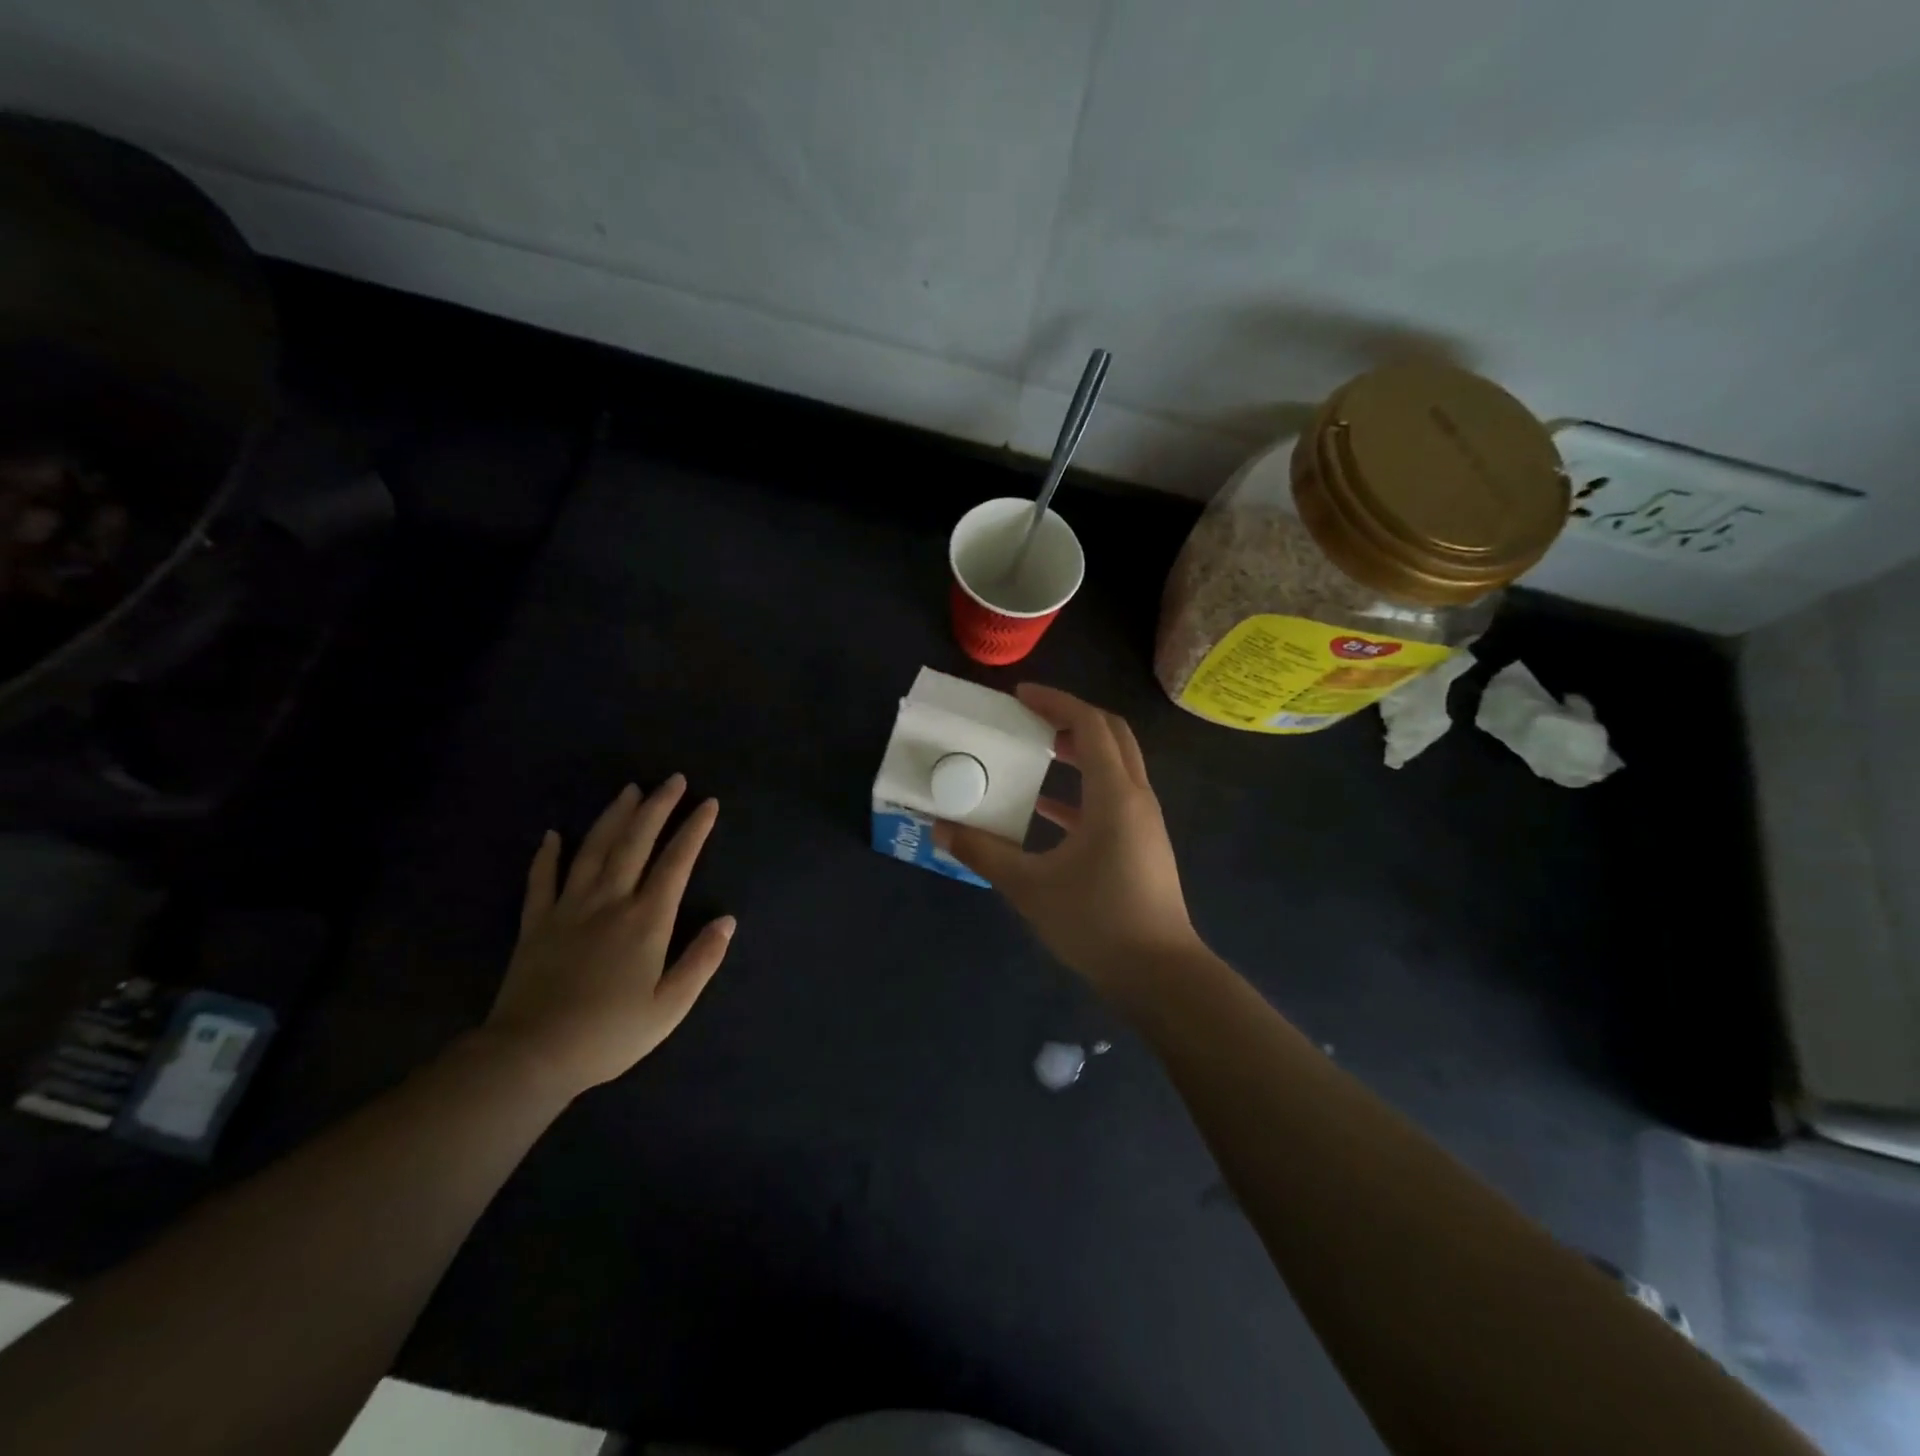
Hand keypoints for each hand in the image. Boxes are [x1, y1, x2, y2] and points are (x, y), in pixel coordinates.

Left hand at [483, 776, 734, 1098]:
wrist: (531, 1056)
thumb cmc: (609, 1034)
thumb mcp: (669, 1008)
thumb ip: (701, 961)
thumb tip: (727, 921)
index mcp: (646, 921)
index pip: (676, 862)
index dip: (694, 830)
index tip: (708, 803)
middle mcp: (610, 902)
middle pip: (635, 842)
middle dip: (657, 807)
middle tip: (673, 779)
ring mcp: (568, 909)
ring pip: (593, 850)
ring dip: (613, 816)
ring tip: (629, 790)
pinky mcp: (535, 924)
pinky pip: (541, 880)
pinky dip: (546, 855)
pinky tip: (552, 835)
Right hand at [936, 684, 1200, 986]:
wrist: (1160, 975)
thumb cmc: (1097, 923)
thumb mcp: (1030, 887)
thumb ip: (984, 853)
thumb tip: (942, 828)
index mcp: (1114, 795)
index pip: (1089, 725)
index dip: (1055, 703)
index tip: (1020, 696)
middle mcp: (1135, 797)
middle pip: (1111, 735)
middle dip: (1071, 718)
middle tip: (1030, 718)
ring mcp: (1143, 822)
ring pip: (1115, 766)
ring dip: (1078, 751)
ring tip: (1036, 752)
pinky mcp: (1141, 844)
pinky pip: (1112, 798)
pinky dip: (1081, 790)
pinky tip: (1046, 809)